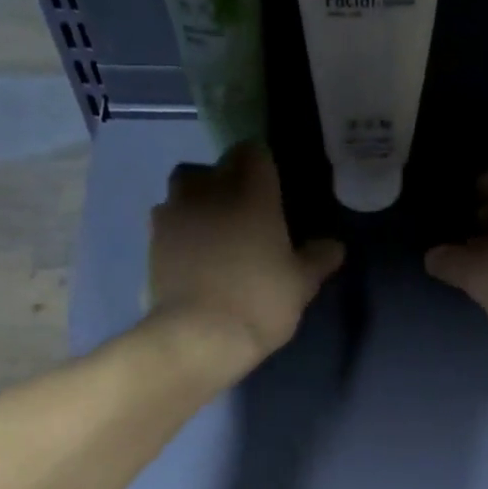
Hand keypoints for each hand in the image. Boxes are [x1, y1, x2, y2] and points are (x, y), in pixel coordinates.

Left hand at [148, 142, 343, 375]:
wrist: (198, 336)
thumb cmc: (259, 302)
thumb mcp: (301, 285)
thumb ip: (317, 259)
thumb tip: (334, 245)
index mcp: (250, 191)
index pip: (254, 152)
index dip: (264, 168)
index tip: (274, 192)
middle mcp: (208, 190)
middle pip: (216, 169)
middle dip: (229, 184)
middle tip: (246, 217)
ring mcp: (174, 213)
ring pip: (185, 192)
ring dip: (199, 205)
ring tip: (215, 236)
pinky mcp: (152, 242)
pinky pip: (169, 224)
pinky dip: (181, 234)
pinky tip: (194, 260)